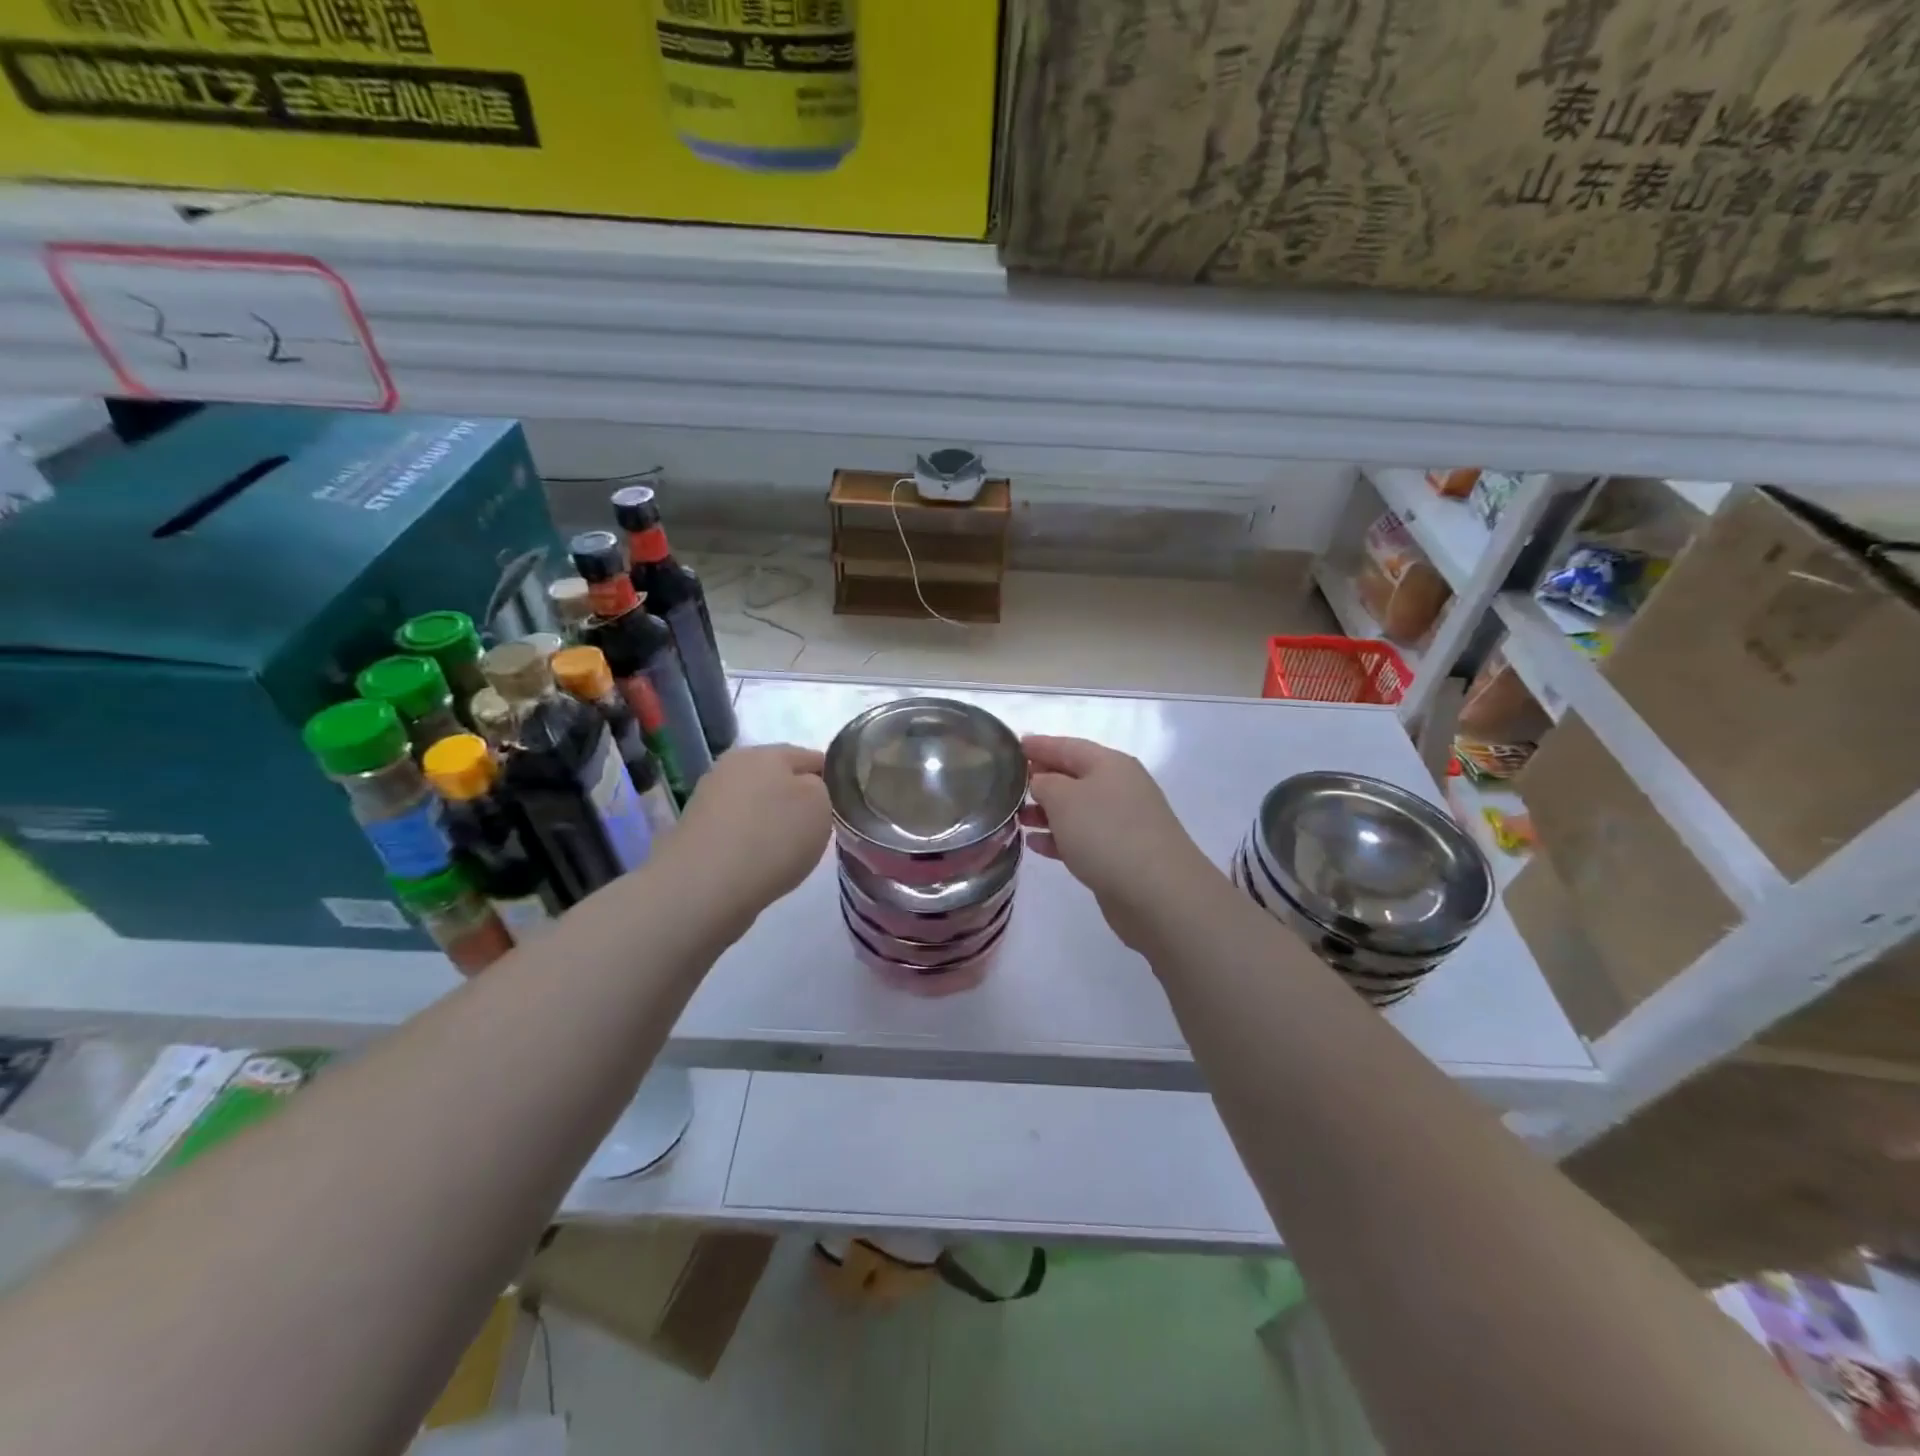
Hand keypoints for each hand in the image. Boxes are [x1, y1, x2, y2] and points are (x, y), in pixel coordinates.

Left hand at [667, 744, 830, 920]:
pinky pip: (736, 830)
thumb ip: (821, 789)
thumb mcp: (819, 806)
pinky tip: (759, 863)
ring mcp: (709, 799)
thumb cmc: (772, 838)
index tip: (840, 806)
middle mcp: (732, 766)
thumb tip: (806, 790)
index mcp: (765, 752)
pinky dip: (751, 842)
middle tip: (816, 830)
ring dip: (772, 821)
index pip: (811, 757)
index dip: (830, 780)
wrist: (704, 887)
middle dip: (797, 800)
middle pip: (778, 778)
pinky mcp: (695, 831)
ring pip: (755, 804)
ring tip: (787, 851)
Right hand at [1020, 735, 1217, 952]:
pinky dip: (1059, 838)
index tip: (1012, 747)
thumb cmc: (1106, 833)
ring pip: (1077, 809)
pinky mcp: (1121, 854)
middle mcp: (1120, 788)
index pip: (1067, 746)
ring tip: (1016, 818)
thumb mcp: (1064, 799)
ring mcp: (1123, 822)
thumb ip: (1044, 783)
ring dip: (1046, 811)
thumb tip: (1041, 781)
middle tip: (1008, 785)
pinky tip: (1035, 844)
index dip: (1039, 745)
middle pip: (1073, 776)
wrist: (1157, 892)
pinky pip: (1083, 838)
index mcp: (1110, 764)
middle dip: (1041, 779)